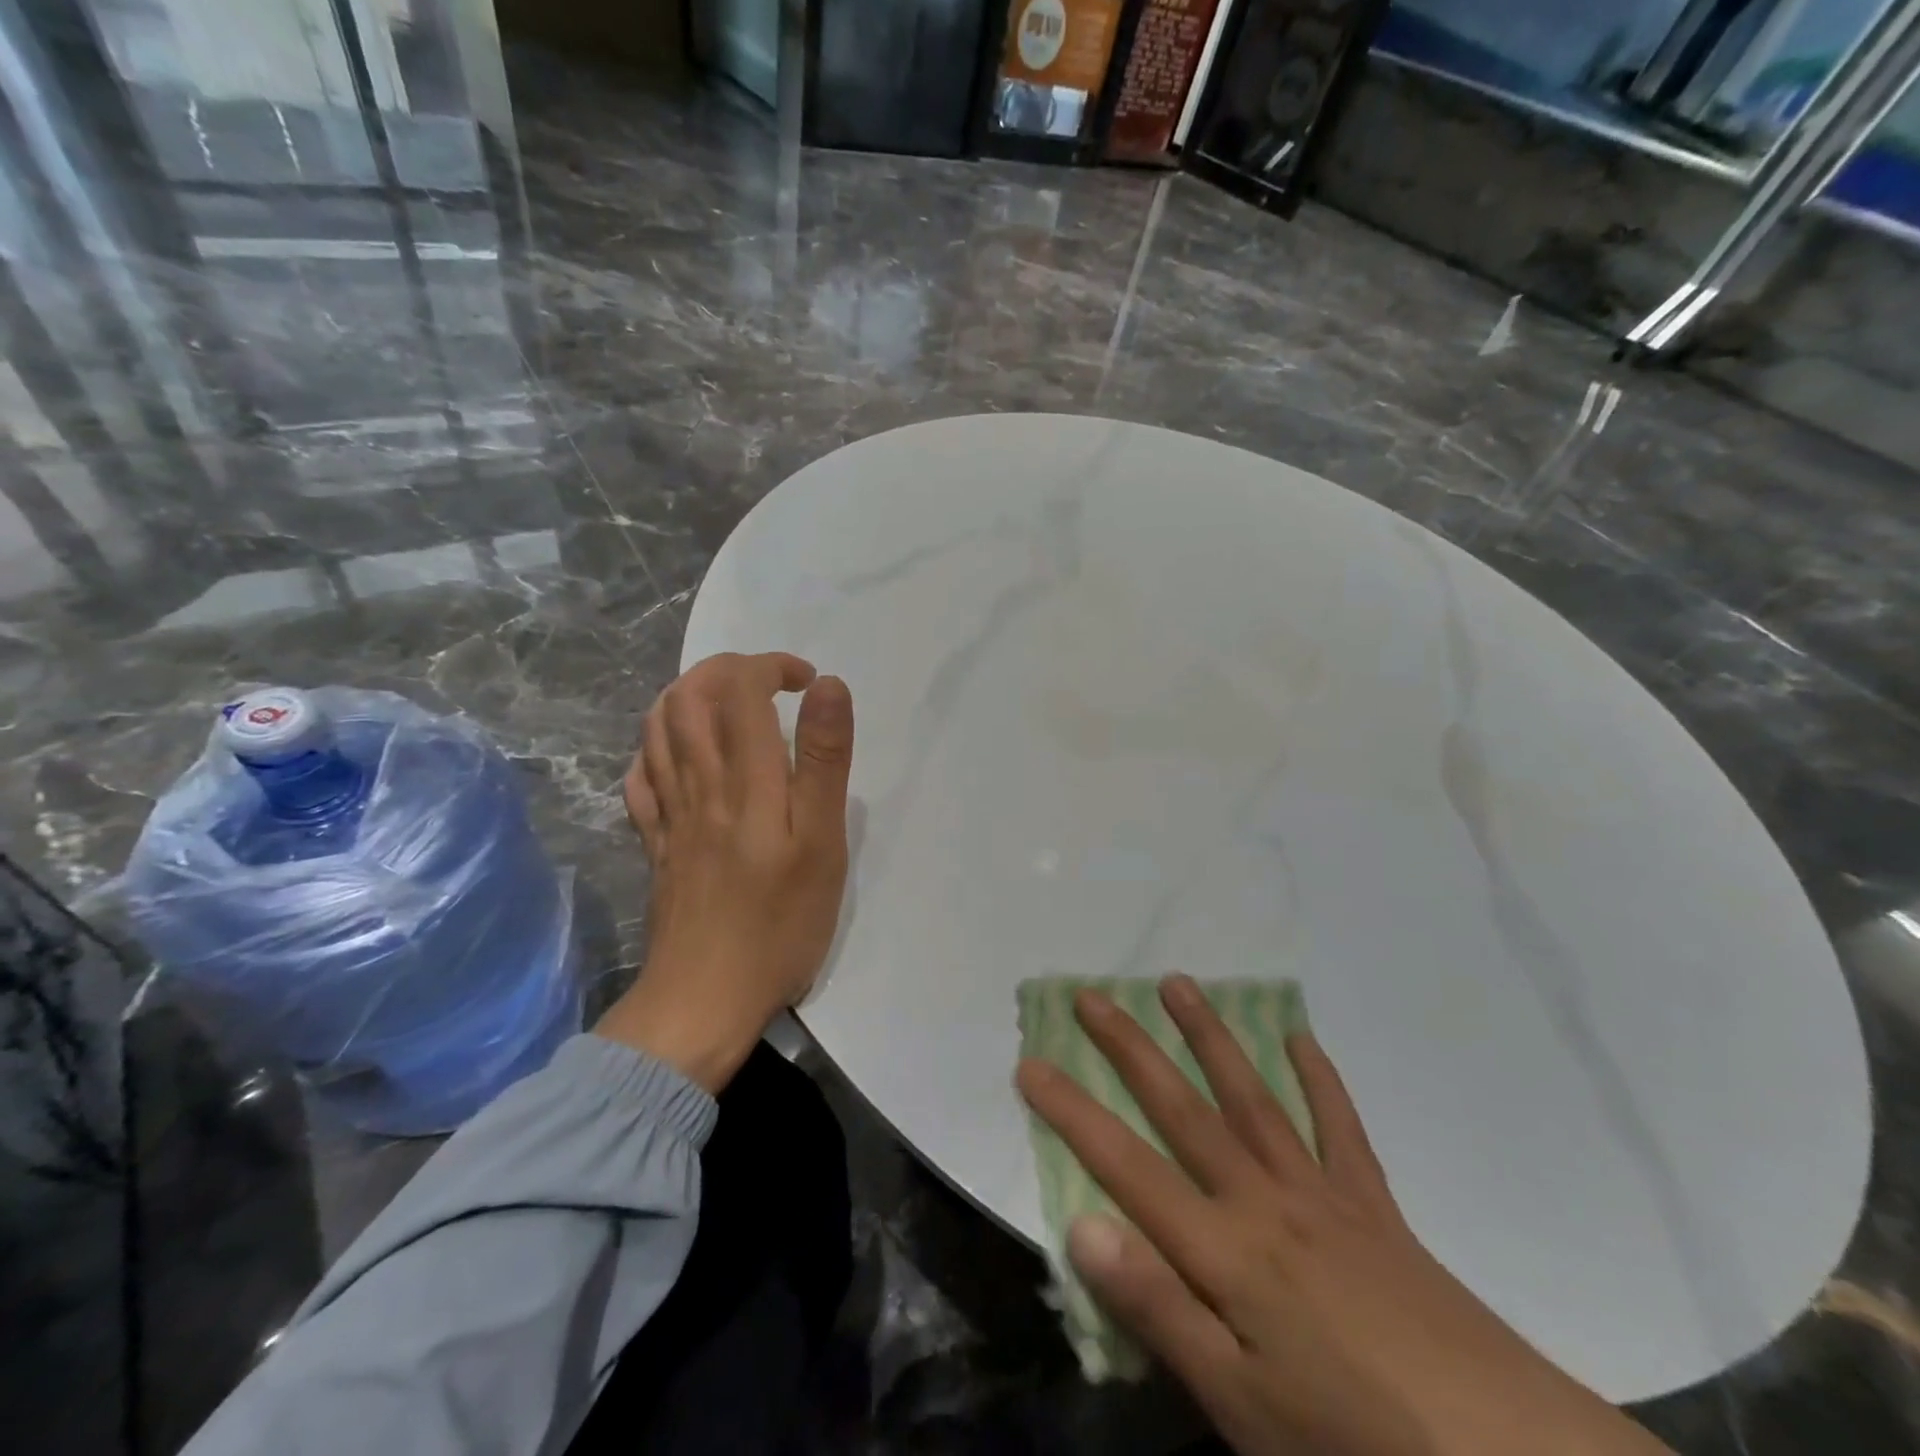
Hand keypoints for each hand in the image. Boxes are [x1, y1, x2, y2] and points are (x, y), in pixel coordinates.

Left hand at [595, 652, 853, 1091]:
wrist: (704, 1000)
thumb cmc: (779, 925)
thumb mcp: (821, 844)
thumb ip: (824, 762)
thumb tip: (828, 688)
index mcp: (744, 780)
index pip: (739, 688)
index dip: (771, 666)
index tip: (807, 682)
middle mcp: (697, 784)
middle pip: (688, 697)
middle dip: (725, 670)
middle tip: (768, 683)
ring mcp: (668, 815)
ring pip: (657, 730)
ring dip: (687, 696)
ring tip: (726, 705)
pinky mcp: (655, 845)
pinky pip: (639, 779)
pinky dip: (656, 748)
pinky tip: (680, 756)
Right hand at [1017, 976, 1671, 1455]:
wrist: (1505, 1455)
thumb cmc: (1353, 1442)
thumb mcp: (1240, 1403)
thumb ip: (1158, 1307)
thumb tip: (1082, 1223)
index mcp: (1222, 1248)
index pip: (1124, 1163)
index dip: (1072, 1112)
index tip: (1030, 1062)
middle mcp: (1261, 1197)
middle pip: (1181, 1107)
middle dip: (1129, 1048)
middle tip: (1092, 995)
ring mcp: (1319, 1192)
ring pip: (1250, 1095)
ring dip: (1209, 1037)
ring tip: (1177, 985)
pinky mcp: (1372, 1205)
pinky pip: (1339, 1127)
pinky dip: (1319, 1079)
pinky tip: (1301, 1038)